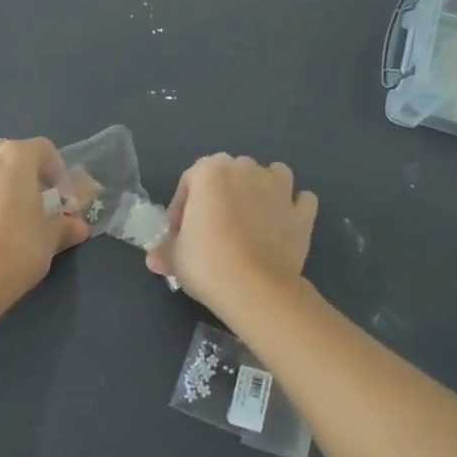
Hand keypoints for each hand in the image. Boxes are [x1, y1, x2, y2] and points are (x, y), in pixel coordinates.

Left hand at [0, 138, 89, 302]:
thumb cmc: (17, 248)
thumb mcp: (50, 238)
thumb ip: (65, 226)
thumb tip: (78, 227)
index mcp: (14, 158)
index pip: (43, 148)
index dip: (57, 168)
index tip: (62, 193)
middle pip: (10, 155)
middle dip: (26, 174)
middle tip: (37, 201)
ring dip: (0, 187)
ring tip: (10, 218)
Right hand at [145, 154, 316, 312]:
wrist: (254, 286)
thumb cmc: (206, 262)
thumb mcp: (176, 257)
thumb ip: (166, 251)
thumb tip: (154, 259)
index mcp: (210, 170)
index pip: (189, 182)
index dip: (180, 209)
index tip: (178, 236)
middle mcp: (246, 169)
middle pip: (229, 174)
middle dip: (220, 197)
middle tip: (210, 231)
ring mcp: (278, 188)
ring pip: (271, 175)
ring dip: (262, 189)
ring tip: (251, 218)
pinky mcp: (302, 213)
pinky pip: (300, 201)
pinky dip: (293, 208)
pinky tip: (283, 224)